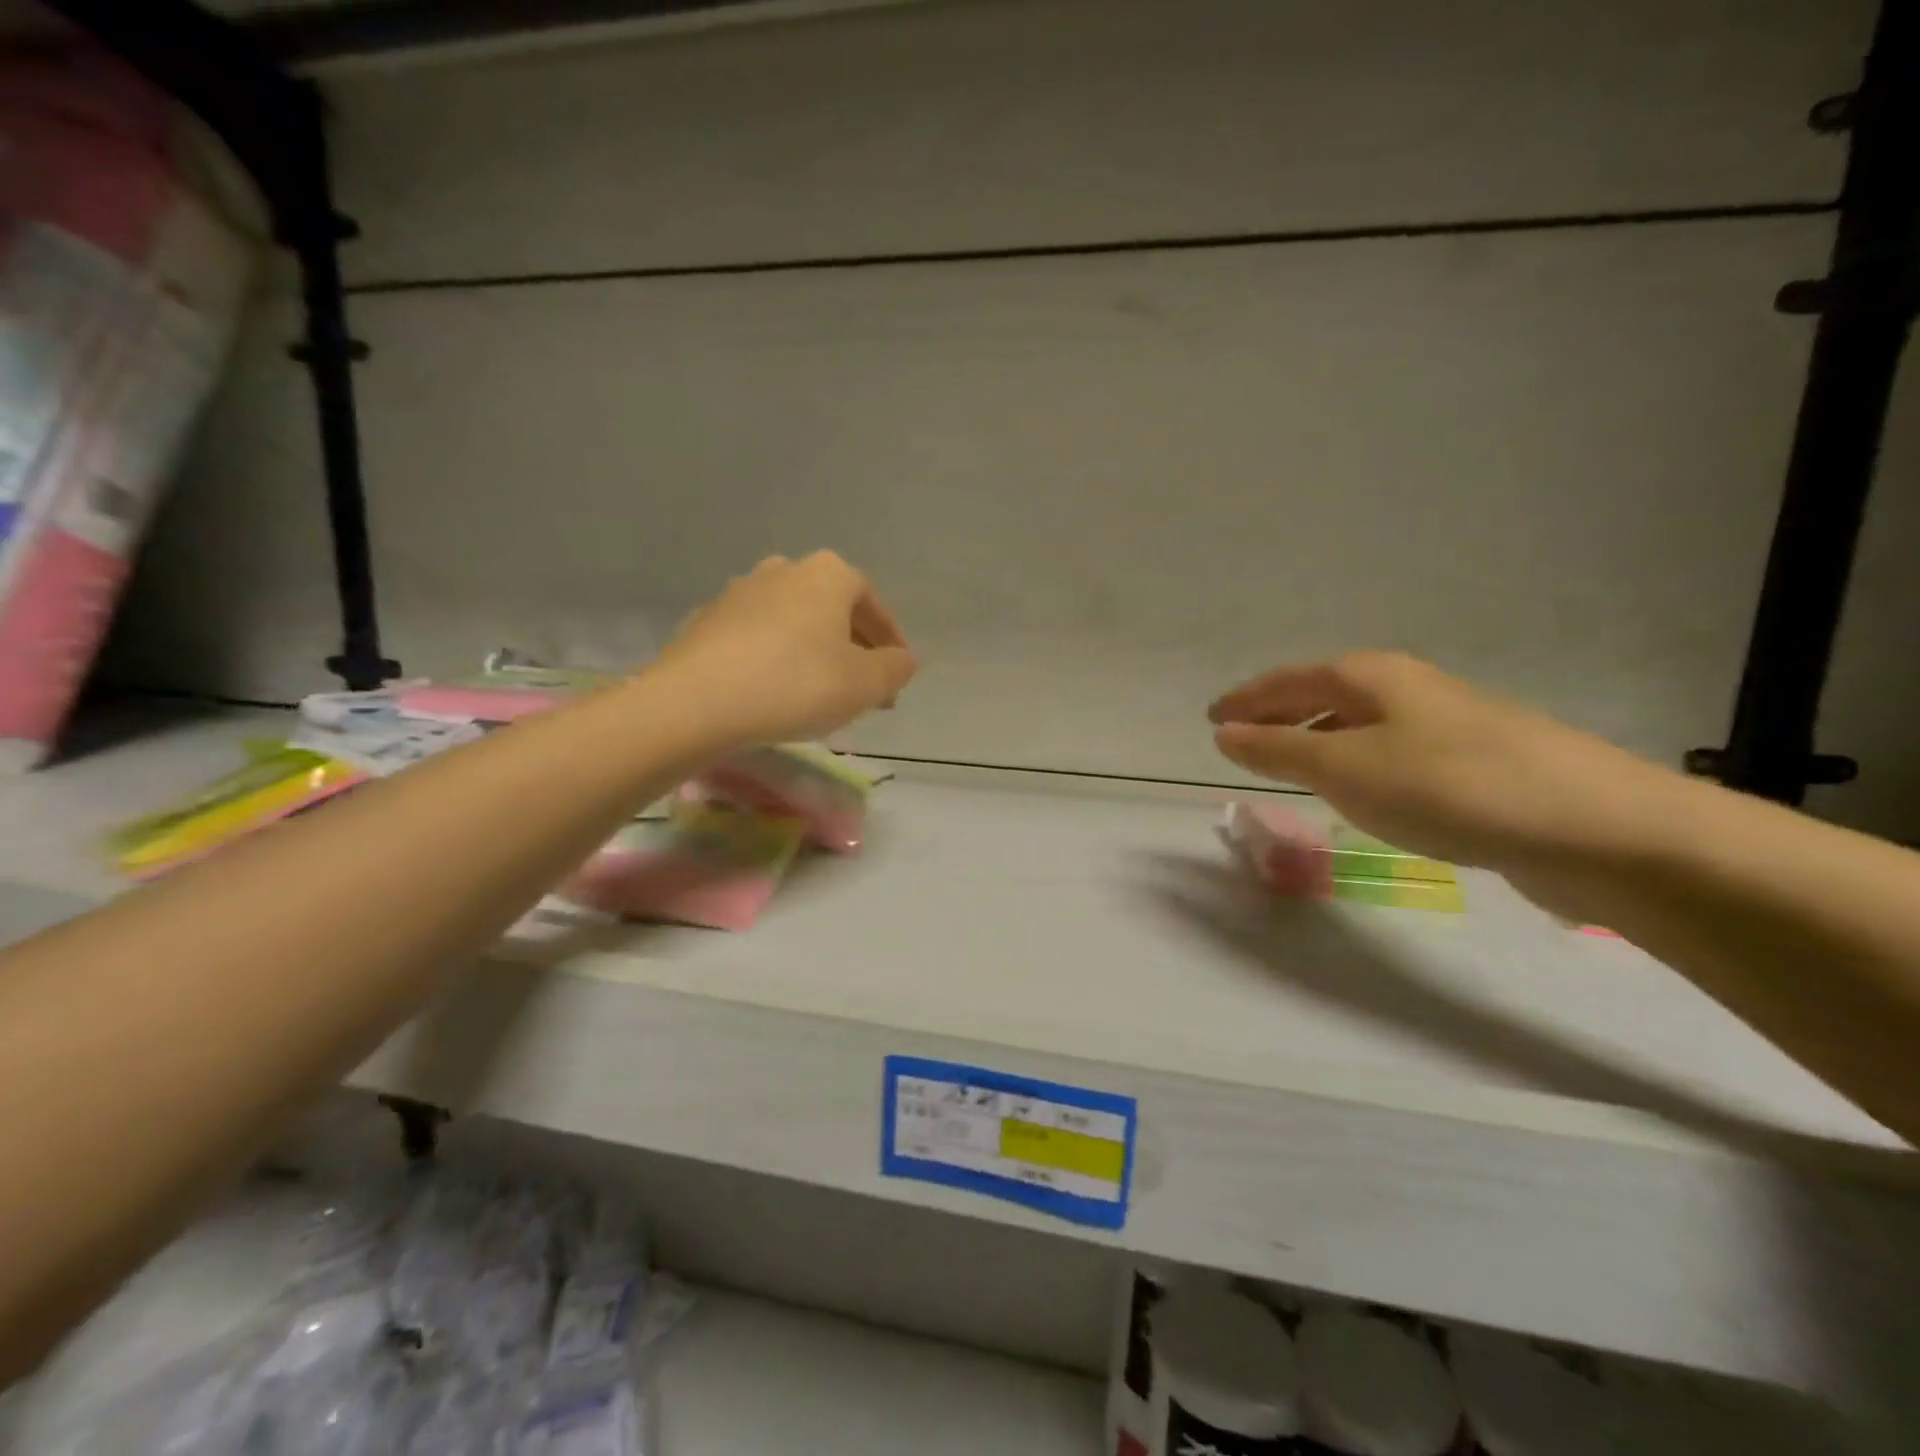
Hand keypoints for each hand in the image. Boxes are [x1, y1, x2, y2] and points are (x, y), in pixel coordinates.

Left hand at [654, 552, 918, 746]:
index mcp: (828, 574)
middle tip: (862, 689)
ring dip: (812, 653)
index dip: (890, 641)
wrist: (696, 701)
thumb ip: (895, 669)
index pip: (873, 604)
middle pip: (831, 611)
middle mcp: (784, 570)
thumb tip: (903, 660)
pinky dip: (773, 660)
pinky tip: (772, 693)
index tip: (896, 674)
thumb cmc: (796, 684)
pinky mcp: (705, 622)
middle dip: (851, 647)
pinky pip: (756, 640)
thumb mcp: (865, 684)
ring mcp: (739, 592)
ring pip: (793, 624)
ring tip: (818, 693)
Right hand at [1208, 652, 1677, 879]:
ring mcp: (1449, 723)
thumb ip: (1278, 751)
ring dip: (1320, 738)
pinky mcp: (1478, 763)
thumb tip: (1224, 733)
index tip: (1212, 717)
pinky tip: (1364, 790)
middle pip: (1327, 693)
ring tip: (1292, 764)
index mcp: (1372, 677)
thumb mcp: (1345, 770)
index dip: (1247, 698)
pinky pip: (1392, 752)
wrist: (1594, 826)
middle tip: (1244, 739)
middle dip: (1282, 714)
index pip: (1289, 680)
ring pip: (1362, 724)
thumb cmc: (1448, 786)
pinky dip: (1359, 763)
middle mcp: (1409, 689)